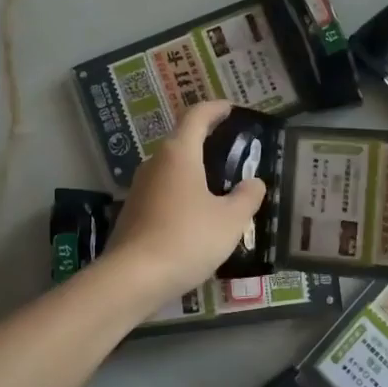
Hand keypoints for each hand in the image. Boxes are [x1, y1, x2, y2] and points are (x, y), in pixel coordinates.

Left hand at [105, 101, 268, 305]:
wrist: (133, 278)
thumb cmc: (187, 239)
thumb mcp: (230, 220)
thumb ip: (247, 197)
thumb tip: (254, 182)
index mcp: (179, 153)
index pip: (197, 115)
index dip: (215, 108)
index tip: (231, 109)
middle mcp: (155, 163)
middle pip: (182, 140)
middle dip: (207, 141)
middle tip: (234, 152)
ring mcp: (140, 188)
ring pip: (172, 168)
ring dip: (195, 170)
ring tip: (221, 187)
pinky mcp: (133, 212)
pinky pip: (163, 192)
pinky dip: (183, 193)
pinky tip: (198, 216)